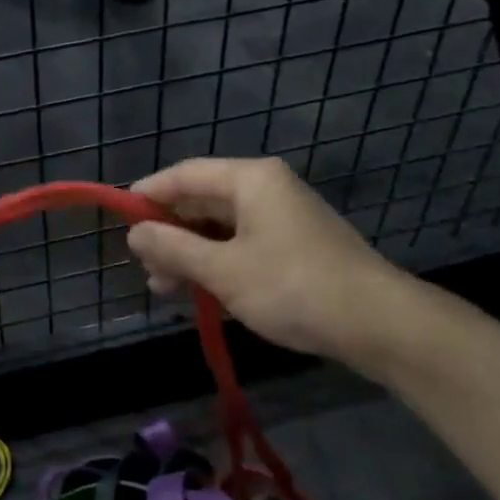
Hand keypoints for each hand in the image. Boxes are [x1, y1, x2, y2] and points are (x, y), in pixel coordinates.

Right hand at [127, 157, 450, 382]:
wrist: (378, 324)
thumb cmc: (293, 287)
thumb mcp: (224, 270)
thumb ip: (174, 249)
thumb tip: (134, 233)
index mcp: (251, 180)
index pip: (186, 174)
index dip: (149, 193)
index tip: (120, 216)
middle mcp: (267, 190)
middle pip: (203, 201)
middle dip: (170, 233)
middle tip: (143, 264)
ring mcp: (284, 219)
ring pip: (222, 228)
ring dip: (191, 255)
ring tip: (164, 287)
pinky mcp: (296, 248)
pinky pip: (243, 246)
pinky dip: (218, 265)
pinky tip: (200, 293)